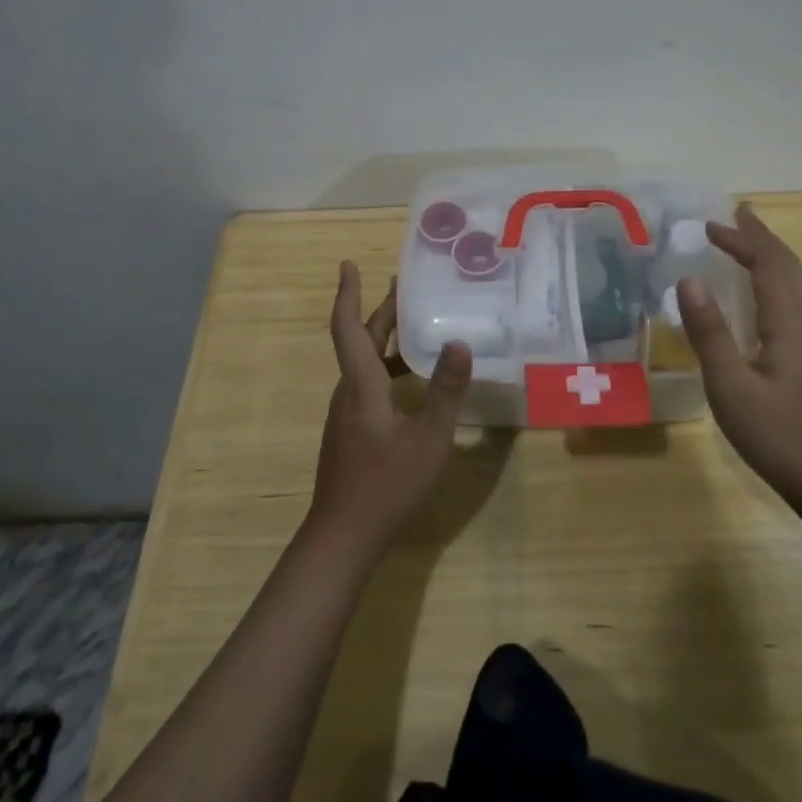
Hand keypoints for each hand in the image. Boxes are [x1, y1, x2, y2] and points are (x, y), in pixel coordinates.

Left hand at [307, 261, 472, 560]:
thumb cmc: (386, 485)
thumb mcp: (428, 438)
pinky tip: (412, 382)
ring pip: (365, 364)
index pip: (348, 327)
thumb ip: (445, 391)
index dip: (347, 292)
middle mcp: (349, 392)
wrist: (342, 539)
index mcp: (361, 385)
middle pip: (361, 340)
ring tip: (417, 328)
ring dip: (386, 340)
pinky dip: (388, 368)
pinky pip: (369, 385)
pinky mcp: (351, 433)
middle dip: (381, 311)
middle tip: (406, 288)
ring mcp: (347, 414)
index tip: (348, 263)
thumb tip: (459, 342)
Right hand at [675, 204, 801, 517]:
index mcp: (789, 324)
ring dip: (768, 257)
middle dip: (760, 238)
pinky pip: (790, 302)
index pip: (769, 265)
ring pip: (793, 284)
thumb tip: (688, 279)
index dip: (742, 240)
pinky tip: (756, 296)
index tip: (710, 225)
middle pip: (788, 267)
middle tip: (734, 217)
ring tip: (744, 244)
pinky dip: (771, 281)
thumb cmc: (777, 435)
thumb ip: (709, 332)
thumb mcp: (730, 386)